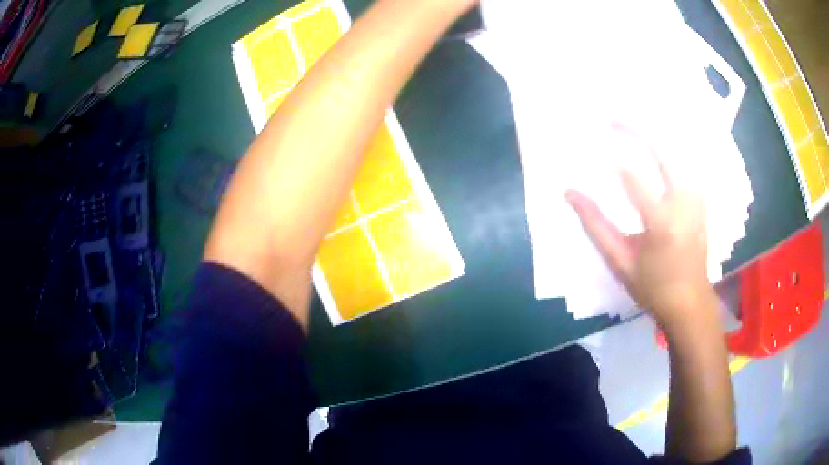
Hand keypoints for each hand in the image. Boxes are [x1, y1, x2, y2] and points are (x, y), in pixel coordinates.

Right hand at [565, 125, 714, 327]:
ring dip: (655, 133)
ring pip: (679, 151)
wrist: (690, 301)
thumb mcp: (619, 261)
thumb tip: (569, 193)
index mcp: (662, 223)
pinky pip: (687, 162)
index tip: (590, 146)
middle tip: (613, 118)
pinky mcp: (700, 199)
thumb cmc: (652, 286)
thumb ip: (595, 225)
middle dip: (638, 129)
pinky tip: (658, 141)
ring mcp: (696, 198)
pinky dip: (671, 146)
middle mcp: (684, 203)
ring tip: (633, 122)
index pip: (634, 178)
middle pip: (664, 151)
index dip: (610, 158)